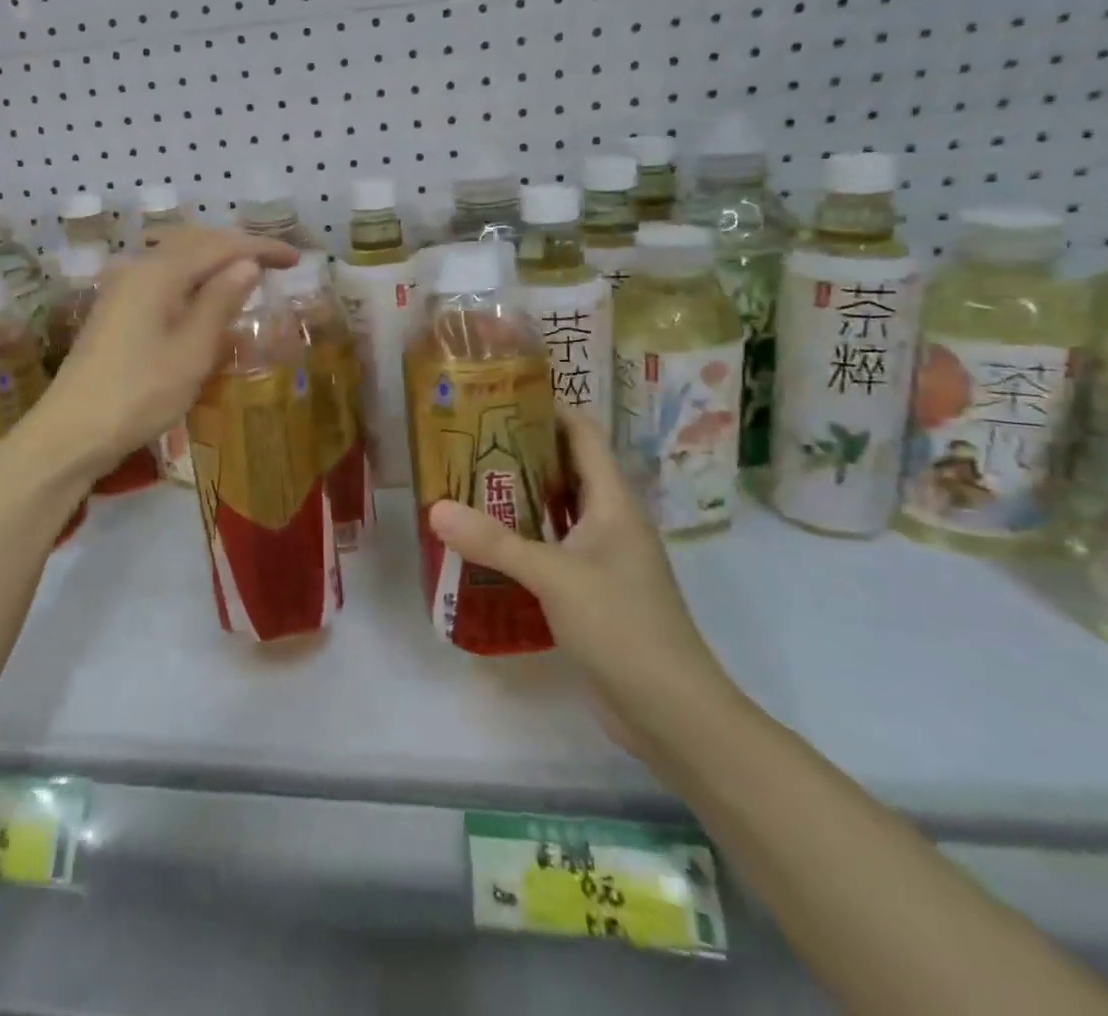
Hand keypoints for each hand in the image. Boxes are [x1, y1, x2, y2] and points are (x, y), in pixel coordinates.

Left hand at [34, 227, 298, 476]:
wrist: (72, 431)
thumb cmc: (140, 393)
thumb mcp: (192, 350)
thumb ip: (220, 301)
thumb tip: (247, 264)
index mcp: (159, 272)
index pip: (220, 245)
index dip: (260, 248)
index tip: (295, 259)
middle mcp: (138, 267)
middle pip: (195, 242)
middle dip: (237, 247)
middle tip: (274, 263)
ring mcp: (122, 288)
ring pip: (177, 259)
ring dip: (213, 260)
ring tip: (245, 275)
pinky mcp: (116, 309)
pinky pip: (163, 278)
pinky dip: (192, 279)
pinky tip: (204, 299)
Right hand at [426, 408, 734, 758]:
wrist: (672, 712)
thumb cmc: (622, 626)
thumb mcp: (553, 576)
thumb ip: (494, 542)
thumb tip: (435, 508)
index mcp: (613, 502)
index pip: (583, 435)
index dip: (549, 408)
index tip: (500, 395)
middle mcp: (609, 522)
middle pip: (566, 468)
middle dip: (521, 450)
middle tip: (468, 439)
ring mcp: (602, 559)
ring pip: (557, 510)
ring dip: (519, 496)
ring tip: (466, 481)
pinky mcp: (591, 591)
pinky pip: (551, 548)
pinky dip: (521, 537)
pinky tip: (485, 542)